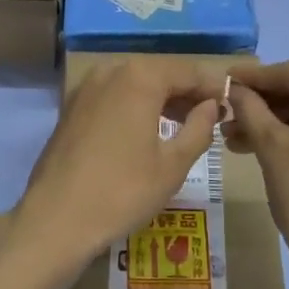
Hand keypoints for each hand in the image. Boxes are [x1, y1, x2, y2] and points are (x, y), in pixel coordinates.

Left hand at [12, 59, 221, 274]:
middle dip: (186, 92)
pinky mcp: (71, 107)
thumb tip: (210, 106)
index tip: (232, 103)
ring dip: (161, 99)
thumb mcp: (173, 164)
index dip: (211, 86)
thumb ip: (199, 128)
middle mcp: (111, 70)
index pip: (187, 71)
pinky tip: (147, 130)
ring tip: (184, 125)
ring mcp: (86, 87)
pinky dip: (134, 106)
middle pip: (159, 73)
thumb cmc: (123, 191)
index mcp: (140, 77)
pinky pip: (113, 96)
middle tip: (211, 116)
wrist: (57, 217)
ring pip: (134, 83)